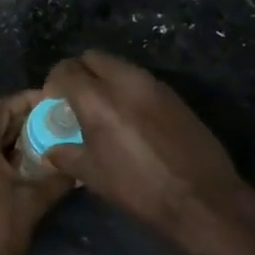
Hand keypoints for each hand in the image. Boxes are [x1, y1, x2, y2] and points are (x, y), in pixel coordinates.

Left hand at [0, 91, 70, 254]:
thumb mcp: (32, 203)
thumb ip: (56, 178)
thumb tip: (79, 166)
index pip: (2, 107)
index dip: (27, 101)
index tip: (51, 101)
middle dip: (20, 120)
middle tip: (50, 122)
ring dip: (7, 139)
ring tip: (39, 142)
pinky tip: (17, 166)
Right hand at [43, 51, 248, 244]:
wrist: (202, 197)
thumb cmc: (140, 189)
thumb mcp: (94, 177)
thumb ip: (67, 155)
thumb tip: (52, 148)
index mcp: (98, 99)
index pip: (66, 70)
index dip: (54, 82)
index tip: (54, 101)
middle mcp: (124, 81)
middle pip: (93, 57)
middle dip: (80, 72)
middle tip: (77, 99)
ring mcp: (153, 84)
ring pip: (119, 65)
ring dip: (105, 78)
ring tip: (104, 108)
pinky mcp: (173, 94)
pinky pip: (141, 79)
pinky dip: (128, 88)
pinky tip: (131, 117)